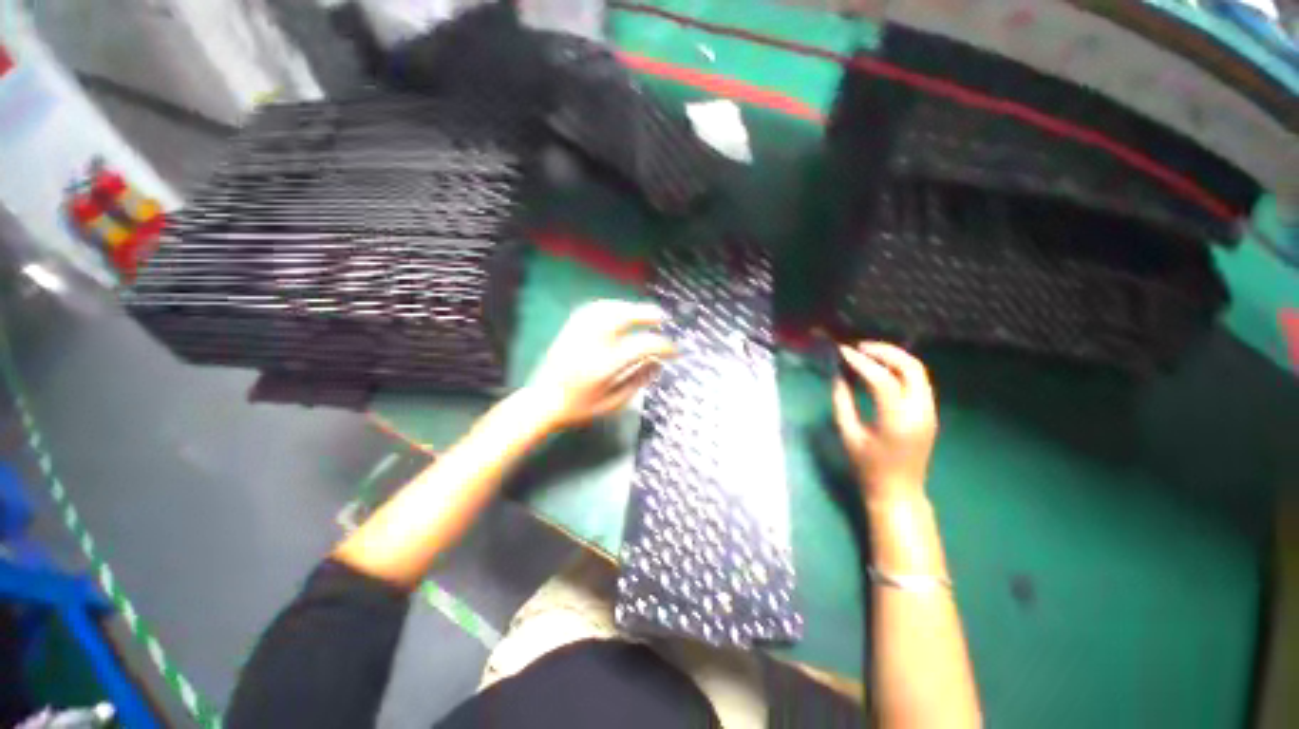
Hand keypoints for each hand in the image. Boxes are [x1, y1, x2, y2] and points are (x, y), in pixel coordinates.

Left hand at [524, 300, 674, 430]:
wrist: (542, 403)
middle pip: (623, 317)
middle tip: (663, 318)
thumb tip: (658, 362)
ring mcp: (578, 334)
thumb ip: (638, 381)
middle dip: (647, 314)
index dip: (663, 346)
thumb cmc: (580, 408)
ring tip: (644, 313)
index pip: (641, 346)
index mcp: (604, 367)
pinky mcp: (569, 329)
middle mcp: (591, 345)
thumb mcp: (613, 403)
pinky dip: (612, 306)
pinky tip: (620, 310)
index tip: (674, 350)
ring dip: (630, 308)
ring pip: (608, 309)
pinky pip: (593, 309)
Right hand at [832, 342, 937, 503]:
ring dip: (894, 357)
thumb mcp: (848, 434)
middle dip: (884, 351)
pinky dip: (900, 369)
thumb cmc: (867, 467)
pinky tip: (880, 369)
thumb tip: (837, 375)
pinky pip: (918, 382)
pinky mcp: (930, 413)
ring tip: (867, 353)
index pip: (882, 379)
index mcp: (897, 420)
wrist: (899, 492)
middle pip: (910, 367)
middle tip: (859, 347)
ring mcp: (929, 412)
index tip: (842, 351)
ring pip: (918, 372)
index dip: (861, 362)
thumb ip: (841, 401)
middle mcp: (920, 412)